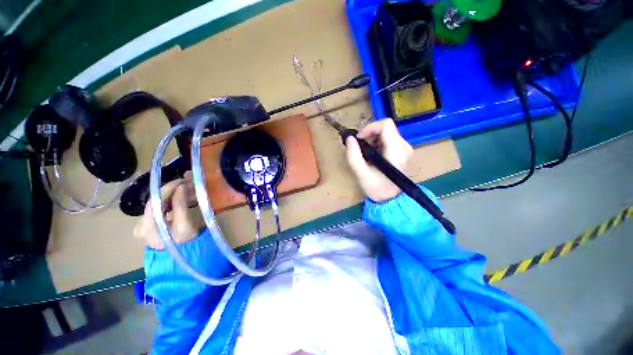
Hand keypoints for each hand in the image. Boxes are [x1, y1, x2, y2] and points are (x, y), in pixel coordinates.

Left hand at [133, 171, 203, 248]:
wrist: (180, 258)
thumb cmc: (185, 243)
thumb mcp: (185, 224)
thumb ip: (181, 205)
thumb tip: (182, 186)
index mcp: (147, 227)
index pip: (154, 201)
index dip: (168, 188)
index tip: (183, 181)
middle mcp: (139, 225)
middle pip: (155, 202)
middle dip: (172, 191)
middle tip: (188, 185)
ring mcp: (142, 225)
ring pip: (157, 204)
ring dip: (172, 196)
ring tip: (186, 191)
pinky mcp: (147, 225)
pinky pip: (158, 209)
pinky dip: (169, 202)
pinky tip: (179, 200)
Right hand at [346, 119, 412, 202]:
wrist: (391, 199)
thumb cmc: (377, 188)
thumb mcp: (361, 173)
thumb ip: (353, 155)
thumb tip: (349, 138)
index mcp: (396, 150)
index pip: (386, 125)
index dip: (370, 128)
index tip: (359, 139)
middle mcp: (404, 146)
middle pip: (385, 128)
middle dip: (369, 135)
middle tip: (360, 147)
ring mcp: (405, 148)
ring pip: (386, 133)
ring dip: (372, 139)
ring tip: (365, 153)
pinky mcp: (402, 151)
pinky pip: (388, 139)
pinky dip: (377, 143)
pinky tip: (372, 155)